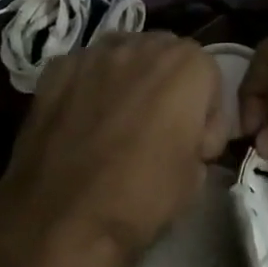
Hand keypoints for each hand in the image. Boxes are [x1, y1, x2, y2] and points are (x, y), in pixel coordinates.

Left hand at [0, 32, 227, 266]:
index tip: (196, 147)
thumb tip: (186, 136)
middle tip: (161, 129)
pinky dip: (92, 85)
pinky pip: (86, 67)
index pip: (210, 74)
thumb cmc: (139, 199)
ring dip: (131, 77)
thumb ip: (199, 137)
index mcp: (185, 66)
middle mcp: (141, 45)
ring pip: (125, 52)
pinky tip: (84, 121)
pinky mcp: (57, 68)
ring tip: (120, 119)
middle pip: (167, 53)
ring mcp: (94, 53)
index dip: (206, 113)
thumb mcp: (195, 177)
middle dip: (170, 85)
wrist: (59, 220)